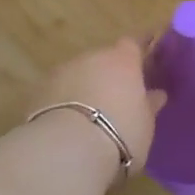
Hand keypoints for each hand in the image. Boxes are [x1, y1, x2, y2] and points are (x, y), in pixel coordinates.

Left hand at [32, 37, 165, 172]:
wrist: (66, 151)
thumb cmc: (120, 134)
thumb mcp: (145, 124)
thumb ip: (149, 105)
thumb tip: (156, 94)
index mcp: (122, 61)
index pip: (134, 44)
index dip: (140, 48)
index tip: (147, 52)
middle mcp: (91, 58)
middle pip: (104, 59)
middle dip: (110, 74)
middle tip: (119, 96)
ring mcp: (62, 72)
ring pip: (79, 75)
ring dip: (86, 87)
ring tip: (92, 115)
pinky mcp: (38, 92)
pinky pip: (59, 92)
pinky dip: (65, 102)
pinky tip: (69, 124)